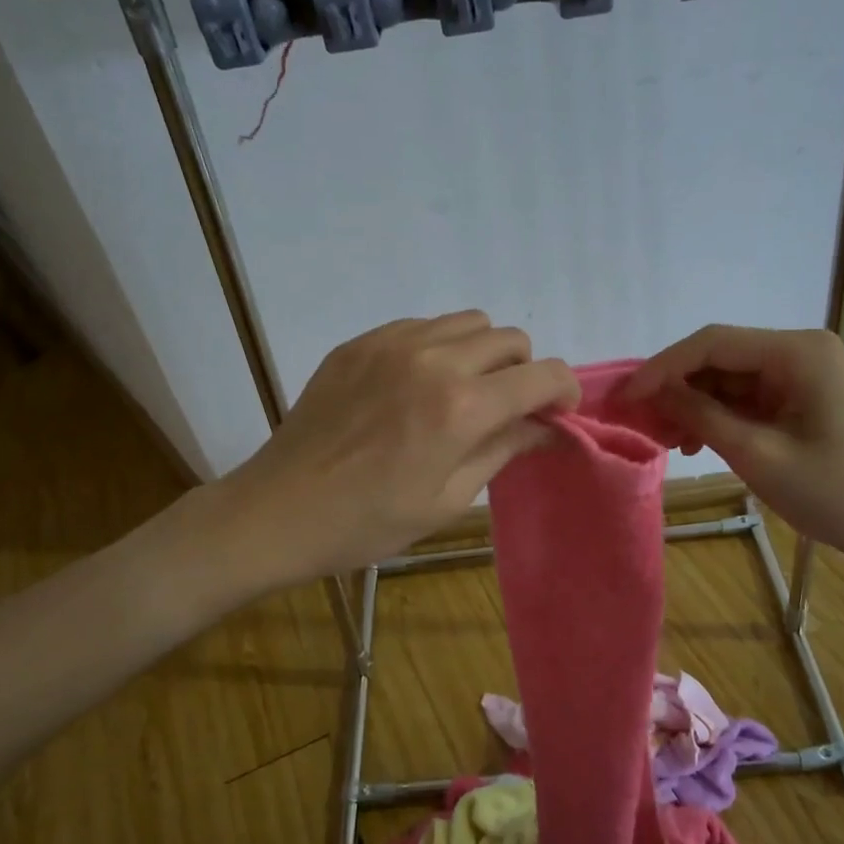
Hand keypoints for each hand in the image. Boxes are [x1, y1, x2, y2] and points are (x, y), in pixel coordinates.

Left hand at [217, 311, 578, 585]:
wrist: (280, 510)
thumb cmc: (369, 521)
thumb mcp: (448, 498)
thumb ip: (504, 449)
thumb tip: (548, 426)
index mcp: (462, 406)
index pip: (543, 374)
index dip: (563, 391)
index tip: (557, 414)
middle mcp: (434, 359)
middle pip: (510, 338)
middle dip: (522, 371)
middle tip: (505, 409)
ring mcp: (392, 343)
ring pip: (468, 322)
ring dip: (482, 353)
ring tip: (460, 393)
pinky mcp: (361, 342)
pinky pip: (422, 325)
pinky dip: (438, 347)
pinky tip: (415, 386)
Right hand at [623, 325, 843, 571]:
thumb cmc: (833, 492)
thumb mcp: (757, 454)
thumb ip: (701, 415)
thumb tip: (652, 391)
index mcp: (797, 352)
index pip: (713, 343)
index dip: (663, 367)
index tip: (627, 396)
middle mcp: (799, 351)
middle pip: (720, 358)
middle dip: (677, 387)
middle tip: (641, 421)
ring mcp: (801, 374)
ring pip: (728, 378)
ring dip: (694, 405)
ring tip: (668, 439)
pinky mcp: (800, 398)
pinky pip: (746, 398)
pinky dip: (718, 416)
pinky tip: (698, 442)